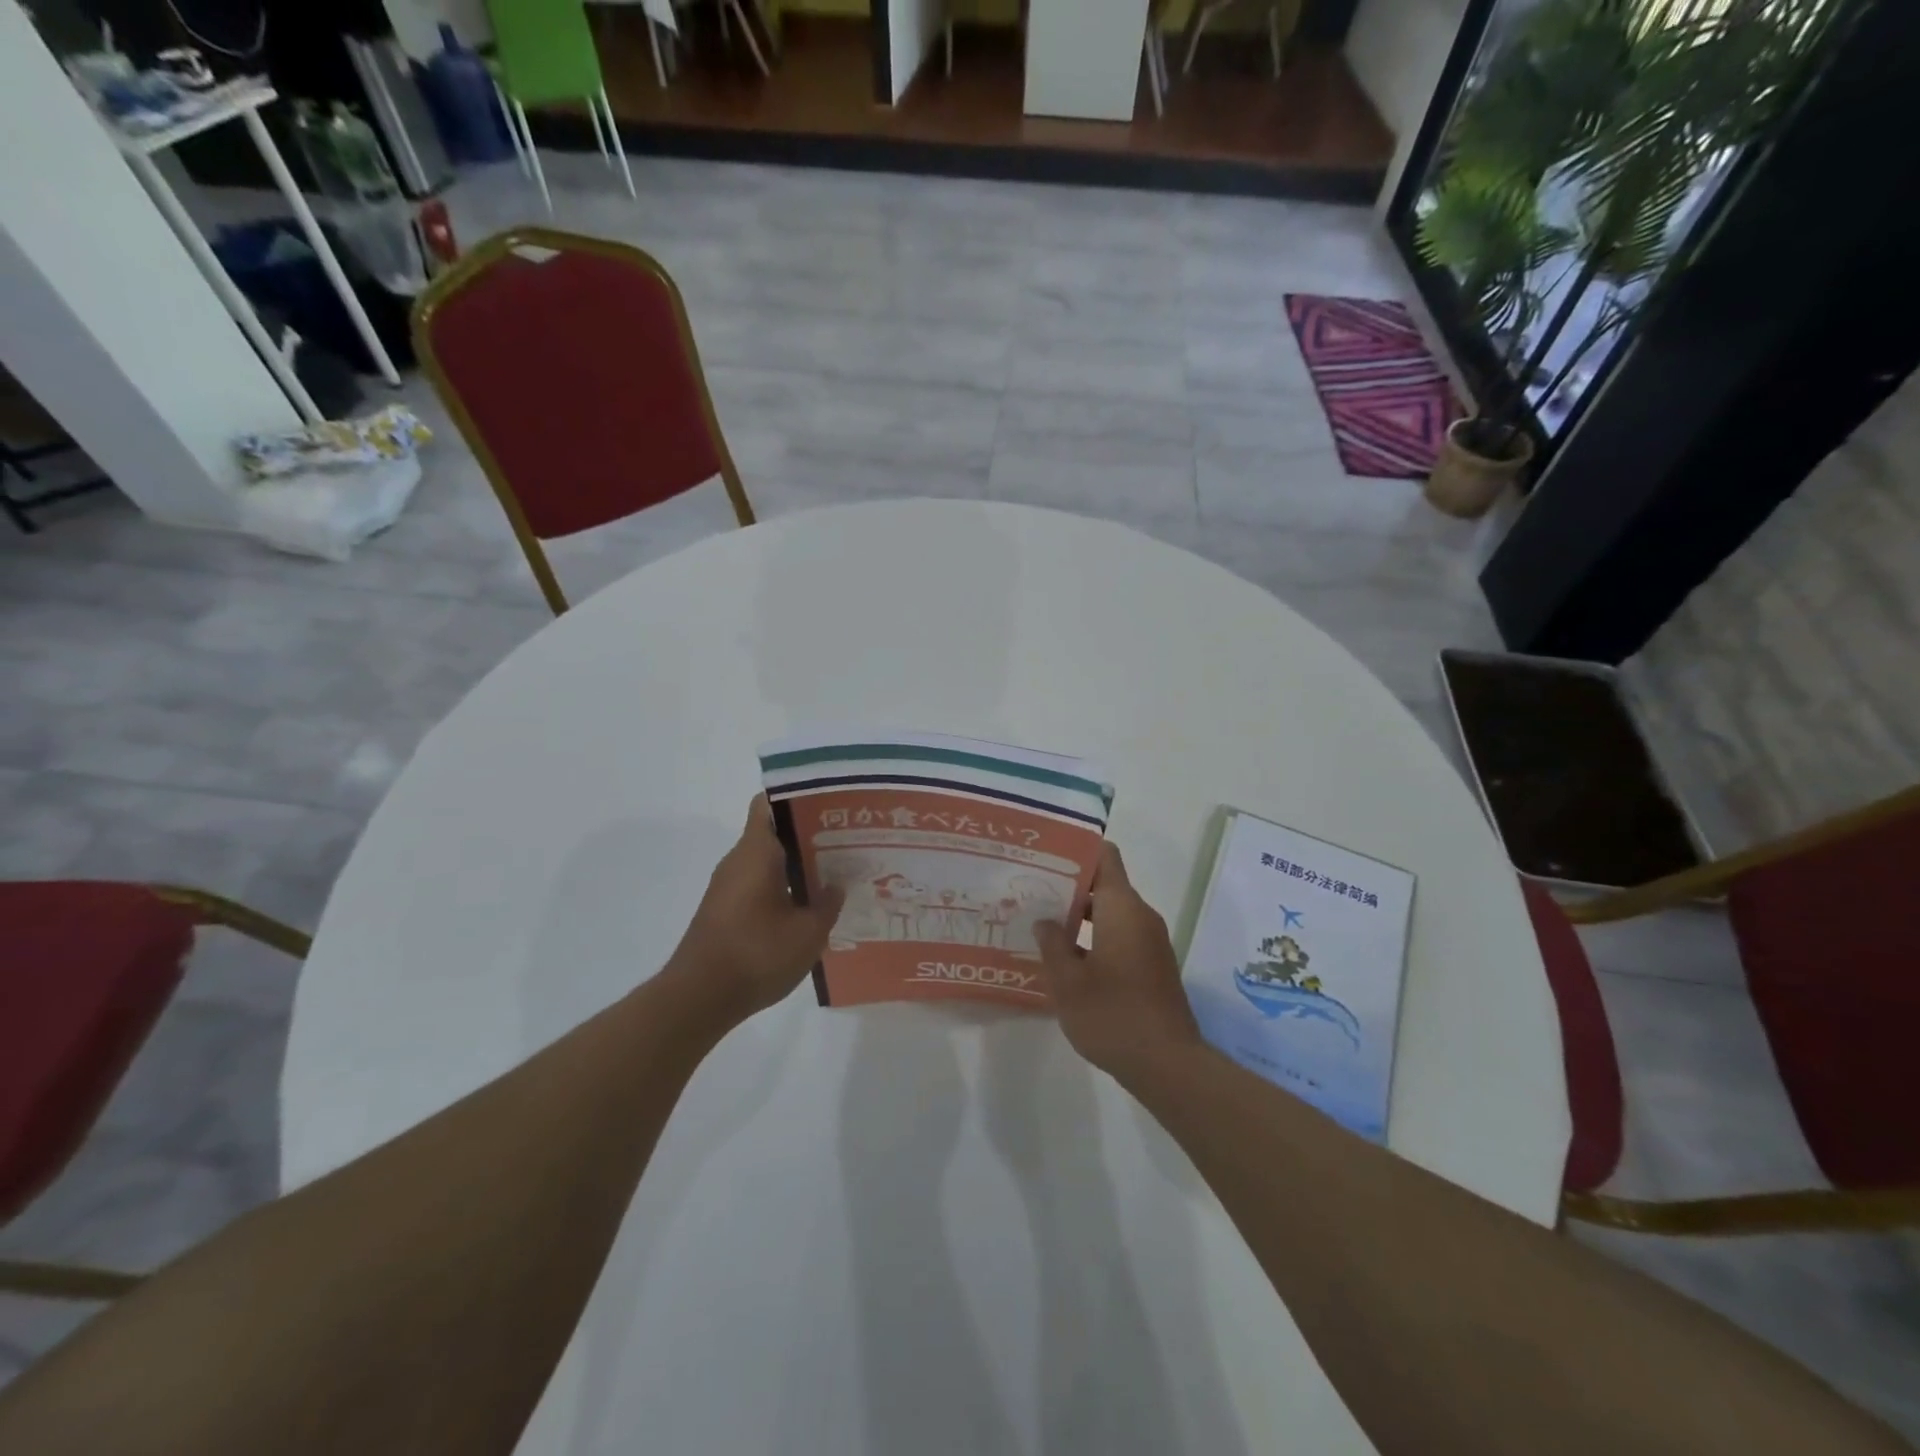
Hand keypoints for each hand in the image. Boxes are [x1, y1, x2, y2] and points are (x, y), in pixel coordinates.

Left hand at [669, 796, 845, 1022]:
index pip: (769, 804)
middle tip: (847, 843)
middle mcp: (739, 861)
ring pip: (768, 862)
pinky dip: (784, 889)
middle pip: (774, 833)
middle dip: (810, 836)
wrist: (698, 999)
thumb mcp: (808, 932)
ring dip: (798, 866)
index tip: (830, 806)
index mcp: (756, 852)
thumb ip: (828, 904)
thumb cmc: (756, 954)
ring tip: (836, 876)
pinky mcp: (725, 911)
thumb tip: (837, 885)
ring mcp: (728, 887)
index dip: (799, 798)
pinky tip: (809, 909)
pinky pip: (759, 885)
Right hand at [1033, 842, 1202, 1084]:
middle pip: (1106, 885)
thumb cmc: (1112, 1015)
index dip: (1077, 850)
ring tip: (1043, 924)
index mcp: (1123, 908)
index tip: (1047, 855)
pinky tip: (1068, 958)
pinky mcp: (1153, 966)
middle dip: (1070, 886)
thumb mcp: (1068, 981)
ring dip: (1081, 916)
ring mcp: (1151, 942)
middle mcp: (1141, 916)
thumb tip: (1045, 922)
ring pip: (1112, 913)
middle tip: (1032, 891)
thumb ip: (1052, 944)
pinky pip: (1121, 935)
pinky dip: (1096, 937)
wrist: (1167, 1064)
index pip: (1105, 857)